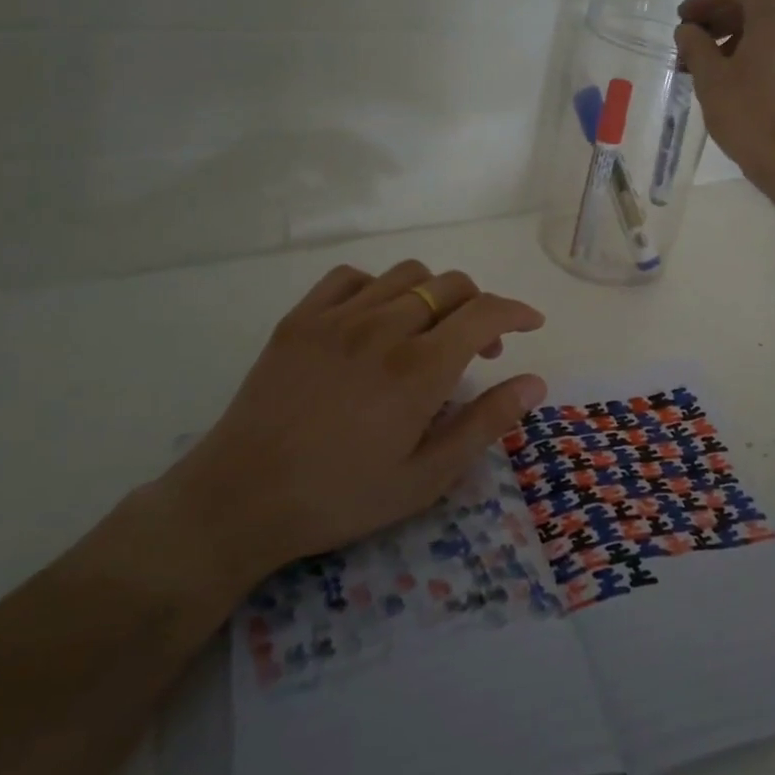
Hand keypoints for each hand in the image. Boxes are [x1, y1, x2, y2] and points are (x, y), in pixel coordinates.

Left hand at [159, 260, 545, 602]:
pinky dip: (378, 287)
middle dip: (479, 306)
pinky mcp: (300, 319)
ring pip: (406, 275)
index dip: (516, 311)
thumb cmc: (342, 496)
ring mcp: (337, 318)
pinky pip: (351, 277)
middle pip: (450, 286)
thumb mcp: (427, 477)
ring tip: (430, 331)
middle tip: (479, 348)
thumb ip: (485, 423)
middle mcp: (384, 328)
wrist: (241, 499)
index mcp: (420, 369)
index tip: (531, 323)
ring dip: (434, 294)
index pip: (485, 312)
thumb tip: (534, 382)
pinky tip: (376, 319)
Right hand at [675, 0, 774, 191]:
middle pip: (761, 0)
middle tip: (696, 42)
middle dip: (725, 18)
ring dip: (747, 34)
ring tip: (719, 63)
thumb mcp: (711, 79)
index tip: (683, 21)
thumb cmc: (752, 116)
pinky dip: (772, 49)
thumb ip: (695, 45)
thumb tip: (688, 30)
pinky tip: (751, 75)